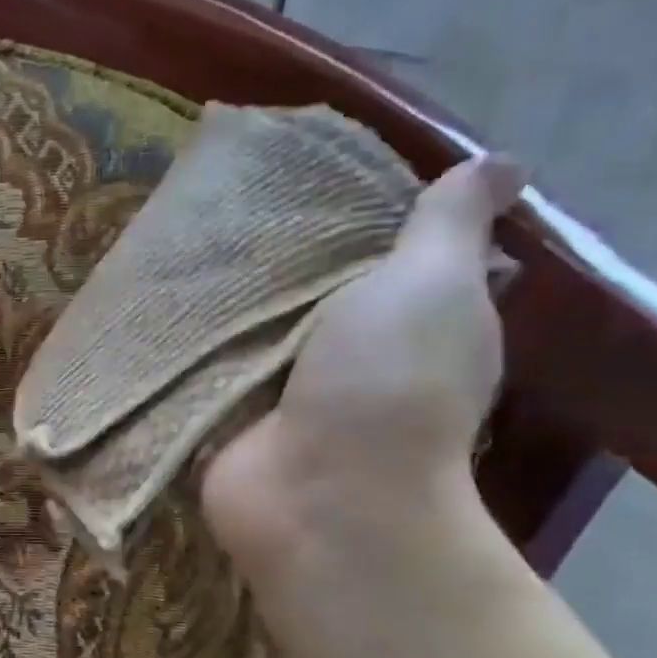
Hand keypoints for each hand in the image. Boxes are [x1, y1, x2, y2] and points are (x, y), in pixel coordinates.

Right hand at [200, 154, 523, 577]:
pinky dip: (185, 342)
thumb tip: (503, 161)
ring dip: (223, 299)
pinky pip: (204, 366)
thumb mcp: (432, 284)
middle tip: (227, 199)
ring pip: (250, 328)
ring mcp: (283, 391)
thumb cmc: (388, 383)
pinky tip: (153, 299)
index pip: (381, 256)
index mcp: (410, 321)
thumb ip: (450, 225)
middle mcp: (348, 356)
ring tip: (180, 234)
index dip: (353, 217)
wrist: (320, 496)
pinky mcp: (228, 414)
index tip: (310, 177)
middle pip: (305, 291)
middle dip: (273, 254)